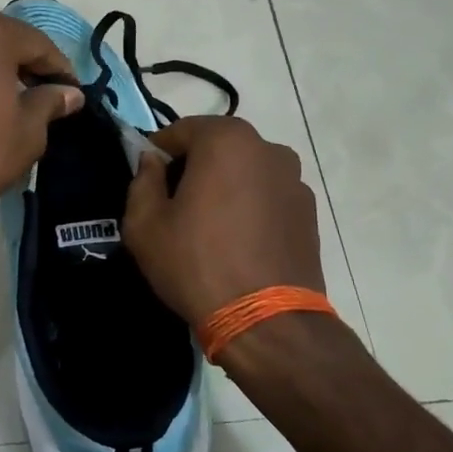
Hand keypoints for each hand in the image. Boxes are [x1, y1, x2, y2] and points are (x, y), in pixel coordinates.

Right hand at [124, 116, 323, 327]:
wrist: (265, 320)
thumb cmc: (196, 262)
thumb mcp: (144, 223)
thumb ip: (142, 179)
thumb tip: (152, 161)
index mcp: (226, 140)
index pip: (180, 131)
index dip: (156, 154)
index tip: (146, 182)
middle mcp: (268, 148)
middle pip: (216, 147)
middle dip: (192, 168)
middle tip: (173, 206)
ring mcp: (295, 180)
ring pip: (244, 172)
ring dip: (224, 187)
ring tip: (208, 228)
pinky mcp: (309, 212)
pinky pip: (267, 196)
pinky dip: (249, 207)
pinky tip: (237, 243)